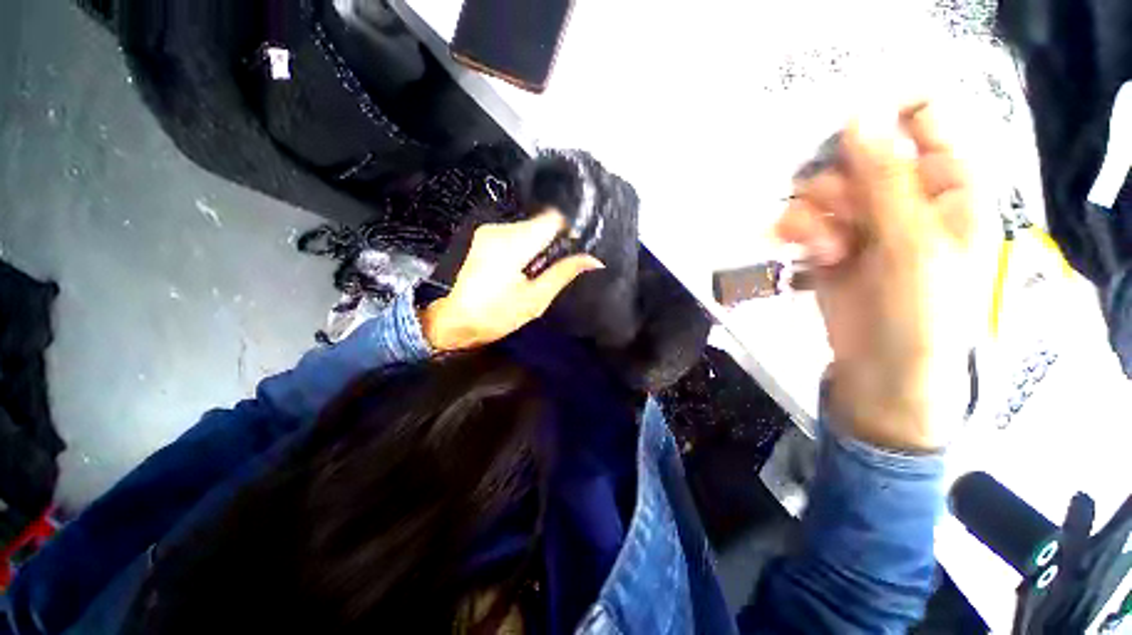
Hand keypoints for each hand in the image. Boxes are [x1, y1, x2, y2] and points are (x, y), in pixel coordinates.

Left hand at [420, 211, 603, 351]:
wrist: (450, 321)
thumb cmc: (494, 315)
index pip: (552, 218)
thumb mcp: (535, 299)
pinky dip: (523, 247)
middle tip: (553, 269)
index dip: (568, 231)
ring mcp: (487, 231)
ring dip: (537, 246)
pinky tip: (519, 269)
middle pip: (539, 222)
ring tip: (534, 273)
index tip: (572, 251)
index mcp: (514, 243)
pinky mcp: (481, 237)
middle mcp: (499, 229)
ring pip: (527, 228)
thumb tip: (593, 259)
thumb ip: (563, 273)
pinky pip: (513, 235)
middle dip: (552, 242)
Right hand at [776, 103, 989, 450]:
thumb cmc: (921, 309)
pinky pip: (803, 217)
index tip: (844, 134)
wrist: (883, 366)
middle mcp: (904, 192)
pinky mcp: (828, 241)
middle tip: (840, 213)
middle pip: (857, 153)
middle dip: (839, 180)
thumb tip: (858, 114)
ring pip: (823, 186)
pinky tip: (809, 254)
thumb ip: (886, 178)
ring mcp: (863, 218)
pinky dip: (798, 231)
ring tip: (826, 248)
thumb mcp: (913, 241)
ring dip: (815, 213)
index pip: (921, 118)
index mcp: (947, 182)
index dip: (883, 118)